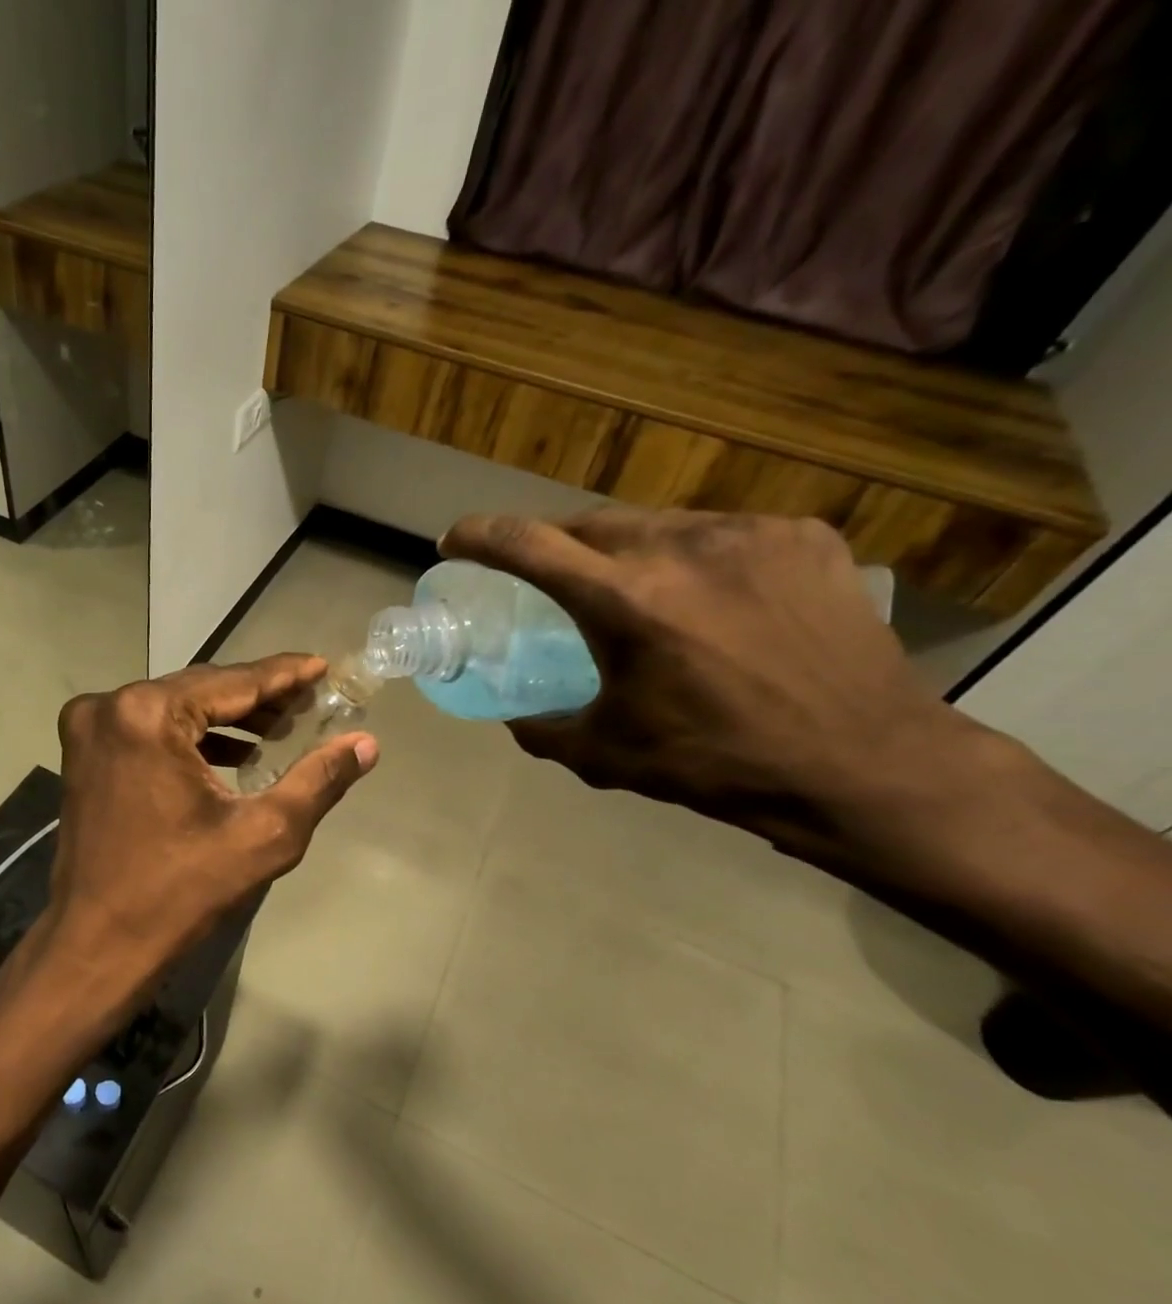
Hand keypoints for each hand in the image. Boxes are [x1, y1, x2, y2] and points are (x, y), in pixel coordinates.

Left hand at [12, 655, 376, 1039]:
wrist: (97, 944)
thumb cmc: (181, 892)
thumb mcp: (264, 834)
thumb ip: (318, 780)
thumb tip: (364, 744)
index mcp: (149, 714)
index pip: (233, 682)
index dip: (284, 675)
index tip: (322, 666)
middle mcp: (111, 706)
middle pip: (202, 690)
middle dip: (258, 697)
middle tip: (309, 701)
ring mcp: (89, 728)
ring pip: (175, 707)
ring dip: (226, 718)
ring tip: (280, 727)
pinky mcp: (84, 753)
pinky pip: (149, 729)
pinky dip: (191, 736)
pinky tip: (233, 753)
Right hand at [439, 509, 984, 841]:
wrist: (864, 764)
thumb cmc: (718, 764)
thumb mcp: (606, 755)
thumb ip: (542, 730)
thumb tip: (514, 716)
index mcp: (625, 601)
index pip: (527, 544)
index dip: (479, 536)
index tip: (454, 541)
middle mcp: (682, 548)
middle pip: (588, 523)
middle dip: (554, 546)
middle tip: (547, 578)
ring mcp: (749, 534)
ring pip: (656, 525)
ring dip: (625, 552)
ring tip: (635, 593)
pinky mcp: (802, 537)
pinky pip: (721, 535)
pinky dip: (693, 559)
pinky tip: (710, 600)